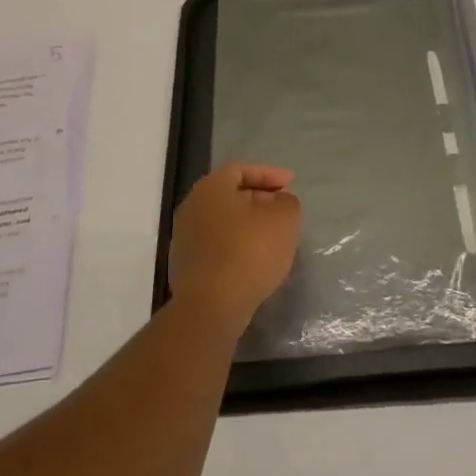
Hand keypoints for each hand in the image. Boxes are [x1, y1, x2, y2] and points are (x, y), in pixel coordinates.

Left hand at [168, 162, 300, 325]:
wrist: (211, 305)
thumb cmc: (249, 252)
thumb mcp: (284, 219)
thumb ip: (287, 202)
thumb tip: (279, 201)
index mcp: (211, 188)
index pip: (240, 169)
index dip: (269, 174)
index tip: (291, 185)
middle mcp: (191, 207)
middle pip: (229, 195)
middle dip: (259, 199)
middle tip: (283, 209)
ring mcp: (184, 238)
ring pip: (222, 222)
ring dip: (248, 225)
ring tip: (273, 237)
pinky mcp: (185, 266)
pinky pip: (216, 246)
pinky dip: (236, 246)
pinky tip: (255, 260)